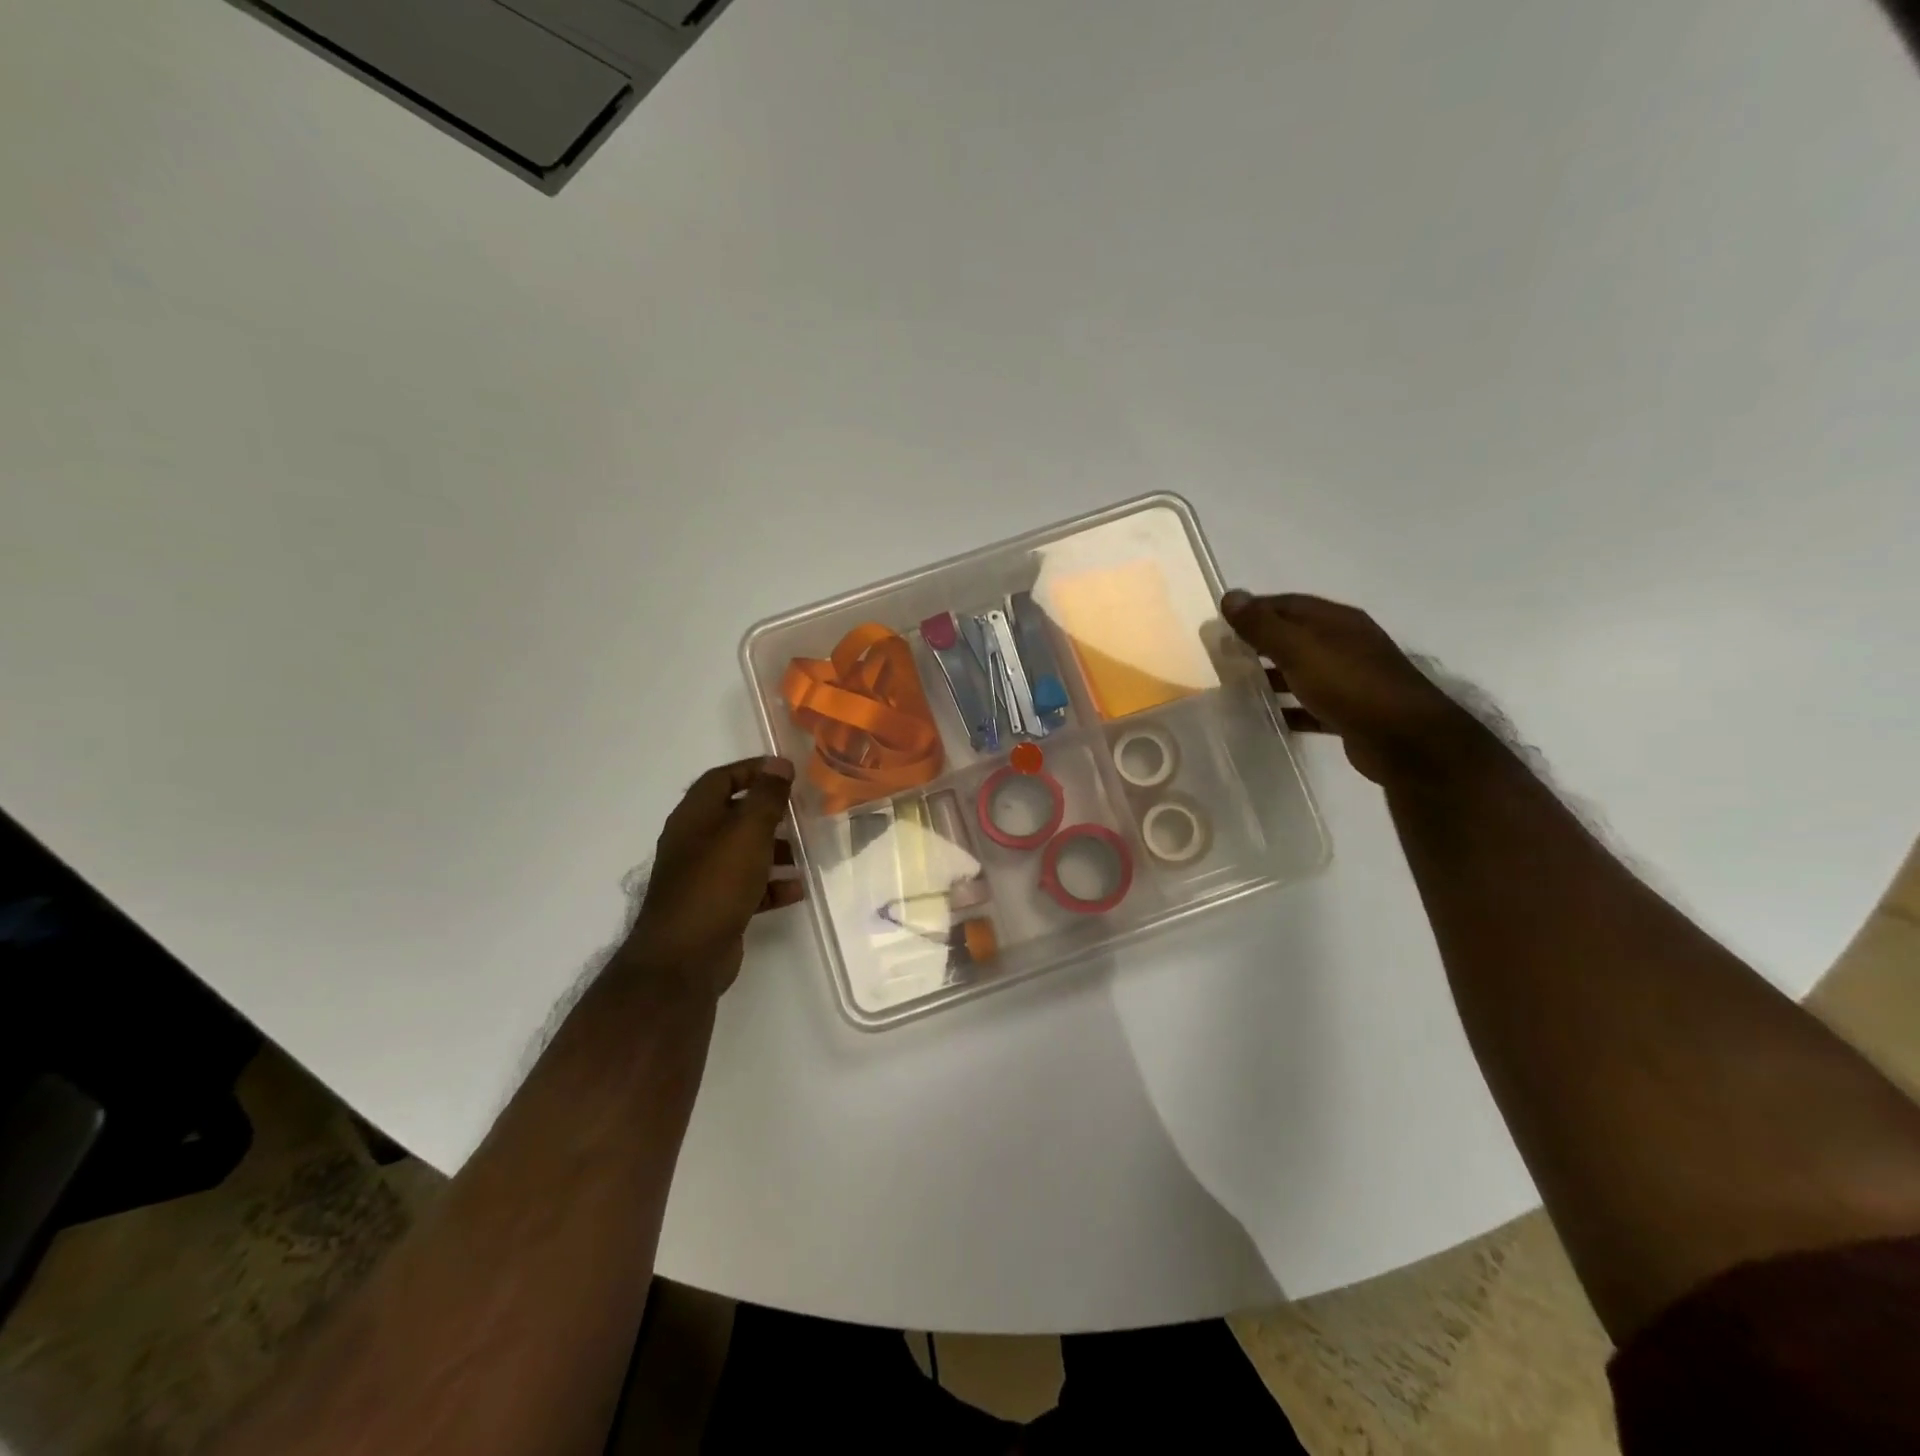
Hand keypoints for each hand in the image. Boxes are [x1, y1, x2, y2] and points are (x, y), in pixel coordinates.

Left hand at [623, 756, 803, 999]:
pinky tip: (797, 888)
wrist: (684, 957)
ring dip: (775, 849)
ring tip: (806, 852)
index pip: (721, 779)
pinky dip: (772, 884)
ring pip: (744, 852)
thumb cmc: (715, 884)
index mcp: (694, 818)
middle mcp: (695, 843)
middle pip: (734, 815)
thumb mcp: (747, 833)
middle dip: (769, 812)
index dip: (752, 770)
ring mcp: (703, 877)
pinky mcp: (715, 907)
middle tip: (802, 812)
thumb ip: (766, 797)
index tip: (787, 772)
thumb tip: (779, 763)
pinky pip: (748, 886)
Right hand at [1220, 591, 1486, 786]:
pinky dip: (1288, 707)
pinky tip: (1267, 718)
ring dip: (1271, 677)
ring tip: (1236, 688)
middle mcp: (1345, 644)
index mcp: (1336, 621)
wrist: (1404, 739)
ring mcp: (1350, 678)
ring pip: (1301, 671)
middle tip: (1223, 656)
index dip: (1254, 609)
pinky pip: (1310, 704)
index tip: (1220, 624)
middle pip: (1294, 636)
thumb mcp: (1300, 650)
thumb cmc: (1349, 685)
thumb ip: (1263, 625)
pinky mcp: (1350, 711)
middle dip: (1259, 643)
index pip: (1287, 604)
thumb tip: (1230, 596)